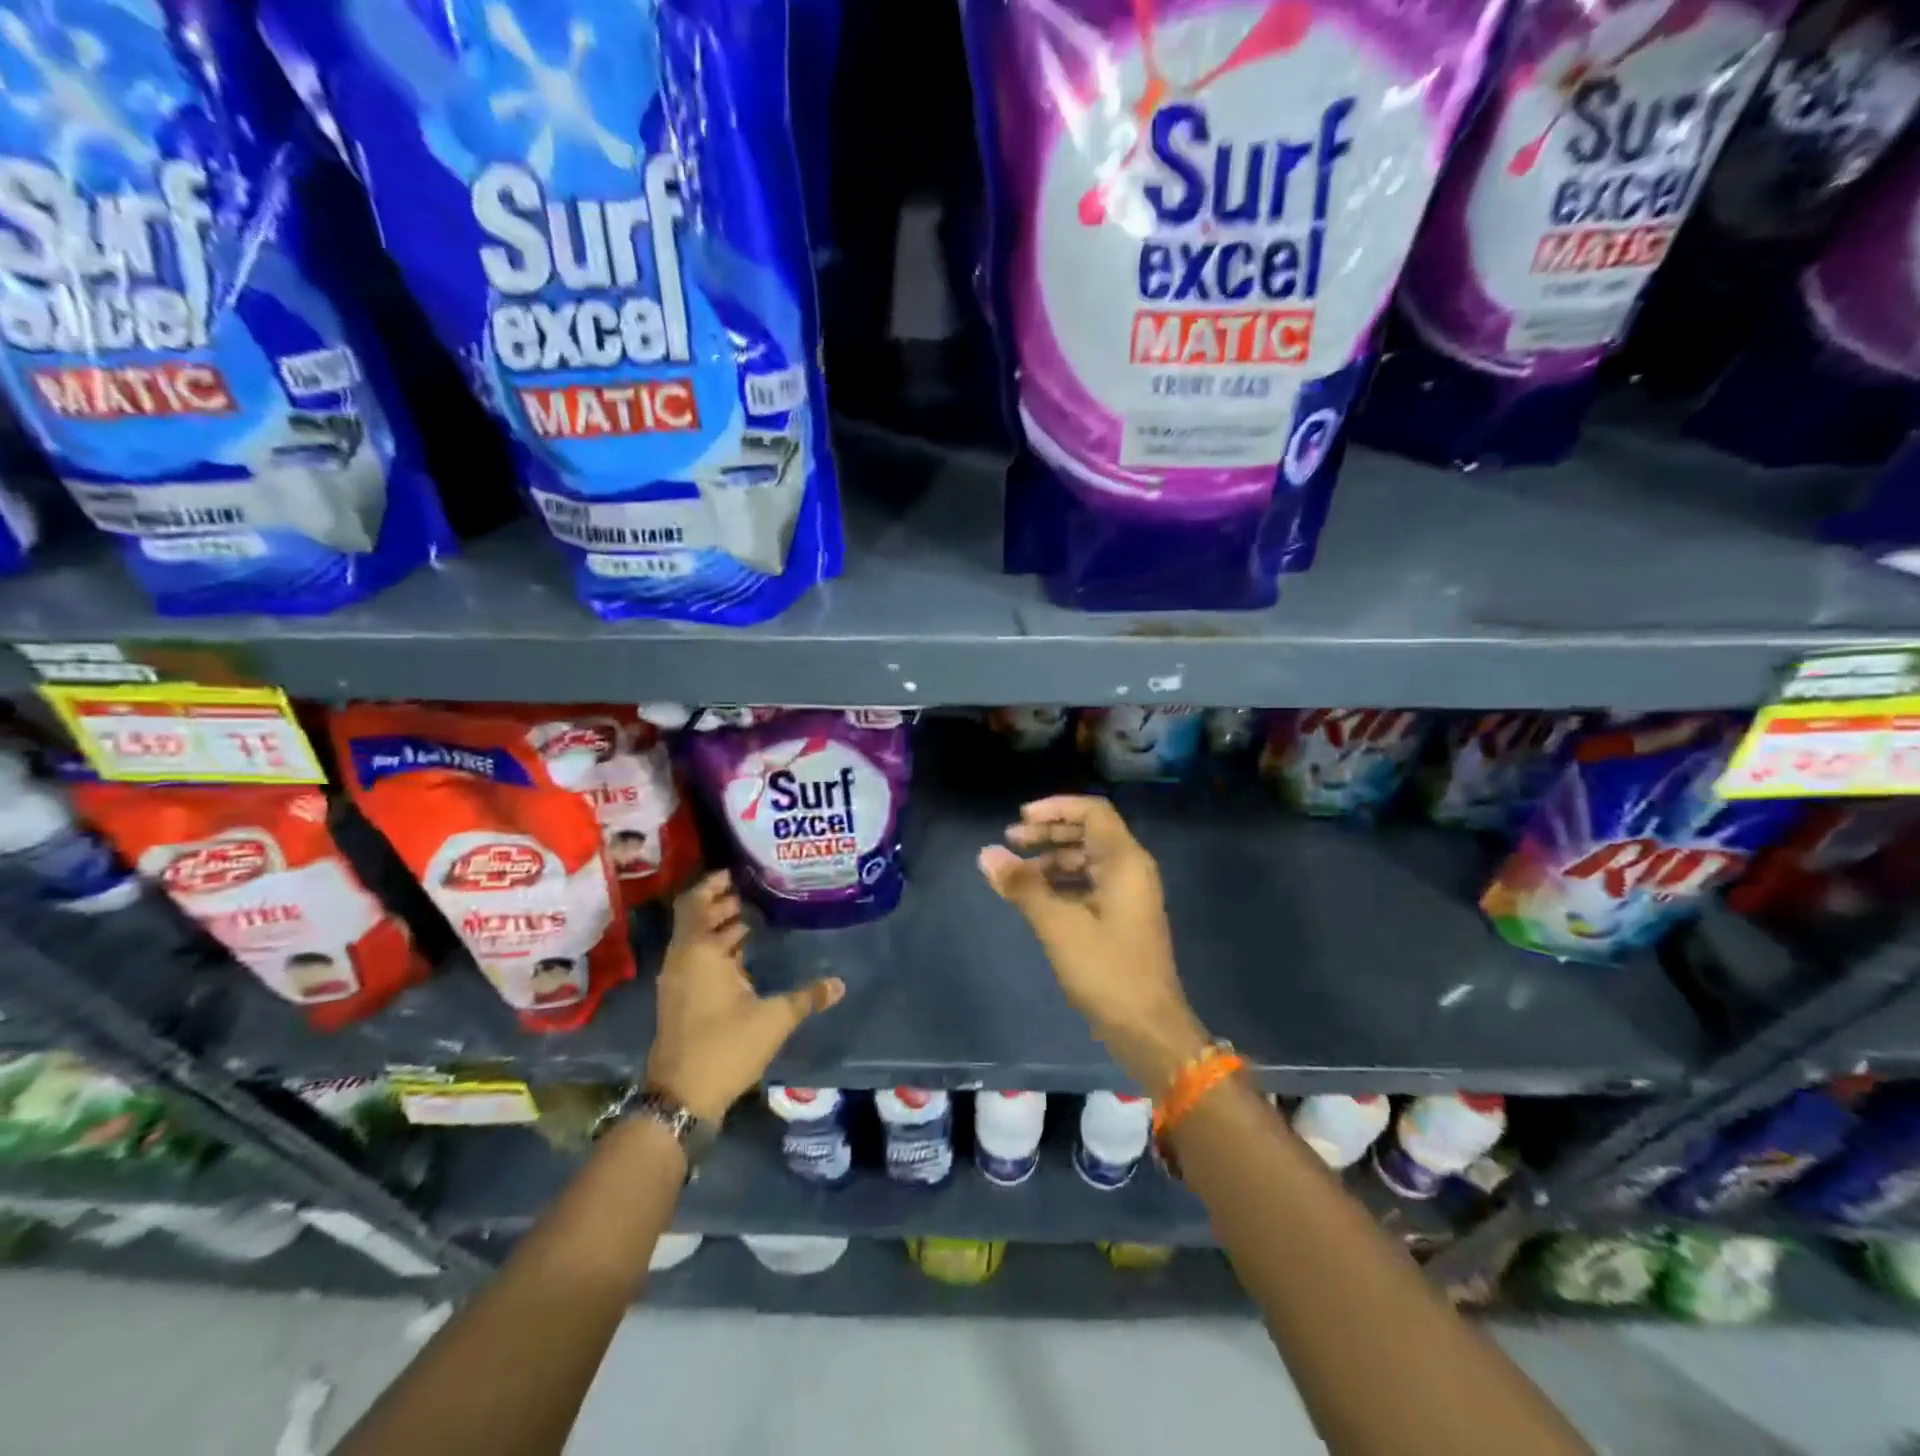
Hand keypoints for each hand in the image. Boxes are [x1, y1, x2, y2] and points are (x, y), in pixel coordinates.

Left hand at [645, 871, 844, 1121]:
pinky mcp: (680, 1000)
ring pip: (696, 940)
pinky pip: (696, 960)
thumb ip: (808, 997)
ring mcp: (678, 981)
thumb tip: (839, 983)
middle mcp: (683, 959)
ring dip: (719, 927)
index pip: (696, 902)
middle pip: (696, 918)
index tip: (737, 872)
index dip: (713, 884)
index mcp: (699, 951)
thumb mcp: (775, 1018)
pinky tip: (743, 955)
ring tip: (752, 919)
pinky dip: (715, 949)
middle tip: (753, 892)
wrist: (682, 1097)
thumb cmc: (726, 1045)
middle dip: (721, 903)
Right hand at [978, 795, 1208, 1091]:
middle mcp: (1130, 870)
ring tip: (1016, 872)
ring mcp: (1128, 895)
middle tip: (1010, 841)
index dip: (1055, 808)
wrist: (1149, 1030)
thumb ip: (1023, 886)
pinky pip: (1089, 884)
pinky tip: (1035, 897)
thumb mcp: (1059, 926)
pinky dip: (1061, 883)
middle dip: (1048, 833)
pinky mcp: (1122, 919)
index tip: (1020, 819)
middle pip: (1088, 833)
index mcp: (1124, 862)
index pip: (1092, 812)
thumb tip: (986, 854)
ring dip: (1052, 859)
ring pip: (1087, 860)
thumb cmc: (1107, 971)